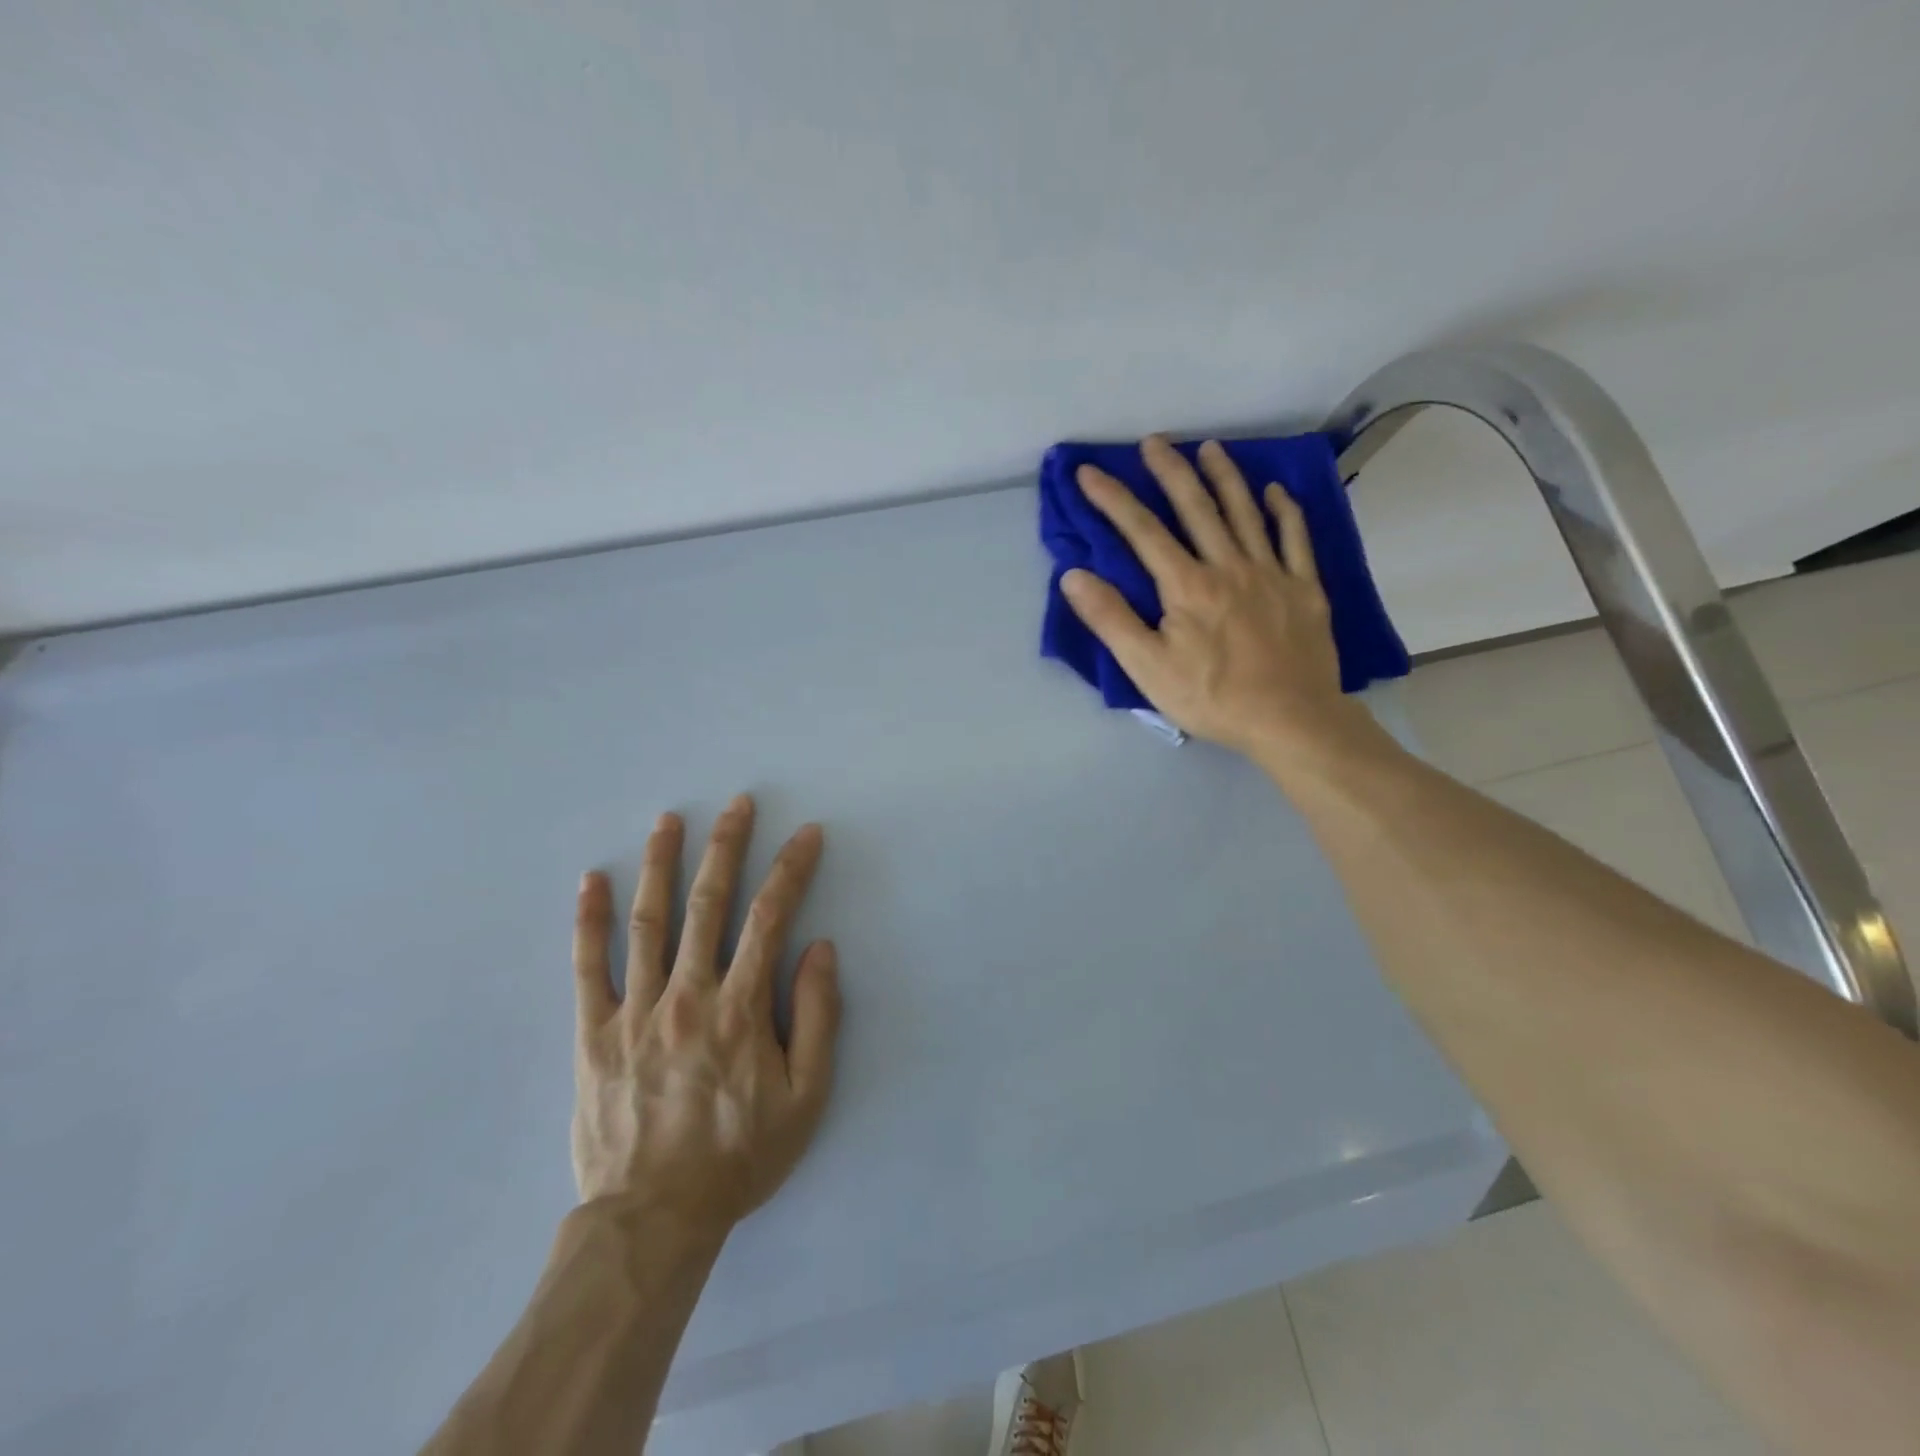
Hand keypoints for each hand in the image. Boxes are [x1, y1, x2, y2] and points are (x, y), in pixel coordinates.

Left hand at [570, 795, 840, 1236]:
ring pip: (648, 921)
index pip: (771, 918)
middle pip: (708, 904)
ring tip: (669, 819)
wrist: (653, 1219)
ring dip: (660, 863)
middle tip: (737, 803)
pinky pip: (587, 967)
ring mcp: (634, 1011)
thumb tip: (819, 949)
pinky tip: (592, 881)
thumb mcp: (806, 1098)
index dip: (791, 870)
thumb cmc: (740, 1157)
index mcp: (740, 1009)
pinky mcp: (593, 1034)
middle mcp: (687, 995)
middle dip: (726, 846)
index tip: (807, 834)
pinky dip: (589, 921)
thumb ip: (818, 1018)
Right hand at [1061, 435, 1370, 763]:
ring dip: (1225, 477)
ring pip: (1246, 512)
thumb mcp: (1147, 668)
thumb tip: (1073, 576)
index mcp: (1187, 585)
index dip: (1112, 499)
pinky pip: (1295, 539)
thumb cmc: (1212, 697)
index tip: (1089, 472)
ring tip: (1210, 448)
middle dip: (1170, 471)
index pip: (1143, 531)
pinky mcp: (1304, 589)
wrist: (1290, 720)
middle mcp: (1228, 566)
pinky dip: (1285, 512)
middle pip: (1196, 508)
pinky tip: (1276, 492)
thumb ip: (1111, 619)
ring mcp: (1271, 573)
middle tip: (1154, 441)